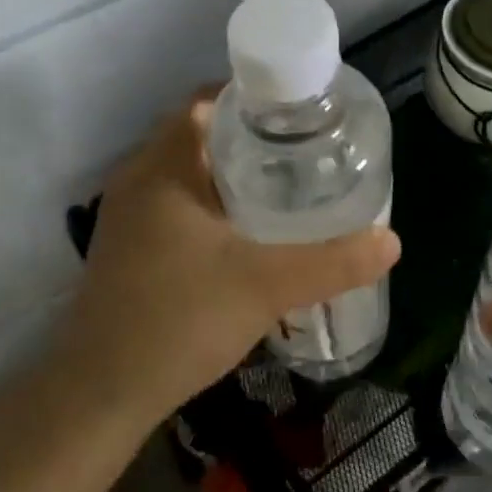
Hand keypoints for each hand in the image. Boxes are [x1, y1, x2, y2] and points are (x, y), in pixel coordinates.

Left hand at [62, 89, 400, 428]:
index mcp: (163, 164)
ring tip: (285, 190)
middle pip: (200, 135)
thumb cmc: (178, 319)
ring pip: (186, 174)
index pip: (207, 101)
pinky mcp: (126, 247)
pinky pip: (174, 205)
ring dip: (229, 176)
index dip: (254, 99)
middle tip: (304, 154)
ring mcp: (126, 214)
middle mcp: (138, 177)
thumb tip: (390, 241)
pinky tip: (244, 237)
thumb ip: (331, 262)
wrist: (100, 392)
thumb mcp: (266, 286)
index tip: (300, 116)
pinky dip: (209, 206)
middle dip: (251, 140)